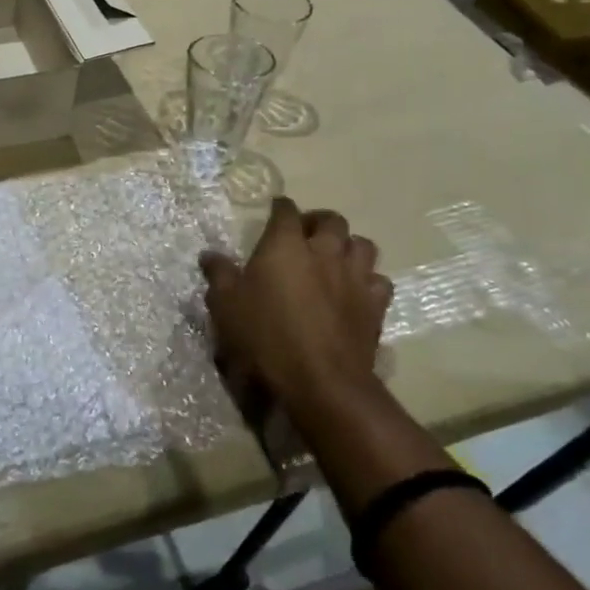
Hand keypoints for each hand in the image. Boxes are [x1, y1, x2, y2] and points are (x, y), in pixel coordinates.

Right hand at [200, 198, 393, 432]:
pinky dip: (368, 280)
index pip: (286, 211)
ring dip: (348, 246)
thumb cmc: (265, 336)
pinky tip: (356, 291)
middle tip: (306, 234)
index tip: (274, 210)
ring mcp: (355, 278)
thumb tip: (210, 255)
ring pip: (363, 245)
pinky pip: (379, 281)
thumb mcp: (226, 305)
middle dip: (319, 221)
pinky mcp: (375, 306)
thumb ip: (219, 274)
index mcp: (285, 245)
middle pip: (332, 220)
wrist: (319, 381)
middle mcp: (324, 252)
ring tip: (334, 258)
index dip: (280, 208)